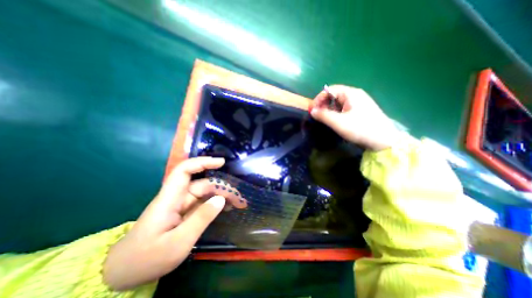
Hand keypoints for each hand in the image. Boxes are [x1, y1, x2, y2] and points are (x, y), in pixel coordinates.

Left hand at [103, 157, 245, 289]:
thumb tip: (221, 199)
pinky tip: (227, 208)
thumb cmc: (147, 258)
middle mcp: (177, 197)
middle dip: (221, 187)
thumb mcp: (178, 242)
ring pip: (205, 193)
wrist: (125, 273)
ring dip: (221, 196)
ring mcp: (181, 205)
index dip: (202, 162)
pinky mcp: (185, 213)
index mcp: (169, 199)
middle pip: (201, 184)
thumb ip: (201, 219)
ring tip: (237, 203)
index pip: (184, 170)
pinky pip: (203, 203)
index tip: (221, 163)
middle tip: (239, 197)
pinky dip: (216, 204)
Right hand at [313, 85, 398, 150]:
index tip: (312, 109)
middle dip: (323, 103)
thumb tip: (312, 111)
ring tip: (325, 118)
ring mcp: (359, 102)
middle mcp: (355, 95)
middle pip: (334, 94)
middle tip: (317, 114)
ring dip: (329, 108)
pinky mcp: (360, 110)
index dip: (319, 98)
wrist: (383, 140)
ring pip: (339, 102)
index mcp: (351, 93)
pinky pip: (344, 107)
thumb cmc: (360, 128)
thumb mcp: (338, 122)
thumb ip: (323, 115)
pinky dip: (336, 112)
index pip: (330, 90)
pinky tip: (335, 120)